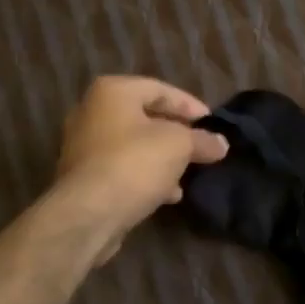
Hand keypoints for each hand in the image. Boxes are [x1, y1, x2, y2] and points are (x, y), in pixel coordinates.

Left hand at [54, 75, 228, 263]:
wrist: (88, 214)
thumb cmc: (135, 163)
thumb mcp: (180, 145)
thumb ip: (202, 140)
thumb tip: (221, 143)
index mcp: (112, 92)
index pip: (160, 89)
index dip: (190, 105)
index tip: (212, 124)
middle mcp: (92, 112)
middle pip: (145, 117)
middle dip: (176, 134)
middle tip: (201, 146)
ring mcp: (83, 146)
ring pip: (134, 146)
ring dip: (162, 158)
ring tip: (188, 173)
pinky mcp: (83, 177)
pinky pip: (122, 168)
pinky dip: (145, 176)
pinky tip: (168, 194)